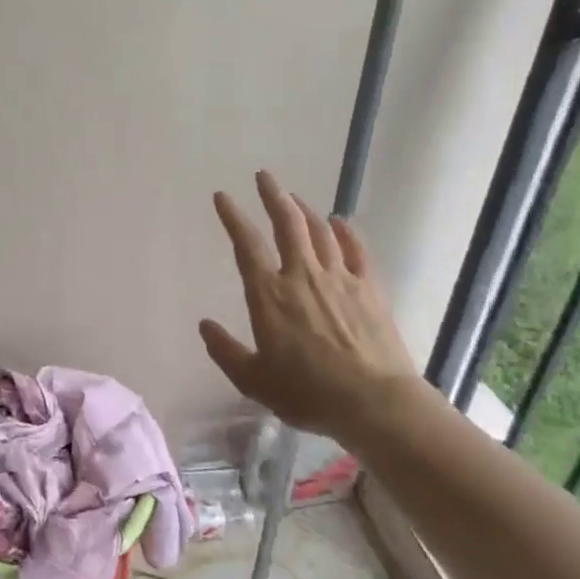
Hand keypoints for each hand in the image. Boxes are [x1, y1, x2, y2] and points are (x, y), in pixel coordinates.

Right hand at [199, 171, 418, 438]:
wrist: (374, 402)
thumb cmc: (307, 393)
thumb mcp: (254, 380)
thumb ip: (226, 351)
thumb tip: (205, 326)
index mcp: (269, 295)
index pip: (246, 245)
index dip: (233, 217)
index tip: (223, 196)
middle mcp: (302, 275)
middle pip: (287, 224)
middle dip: (273, 196)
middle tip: (264, 176)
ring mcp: (339, 278)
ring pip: (319, 231)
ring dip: (304, 210)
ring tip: (293, 198)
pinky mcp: (370, 288)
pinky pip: (355, 250)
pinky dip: (346, 232)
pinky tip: (340, 222)